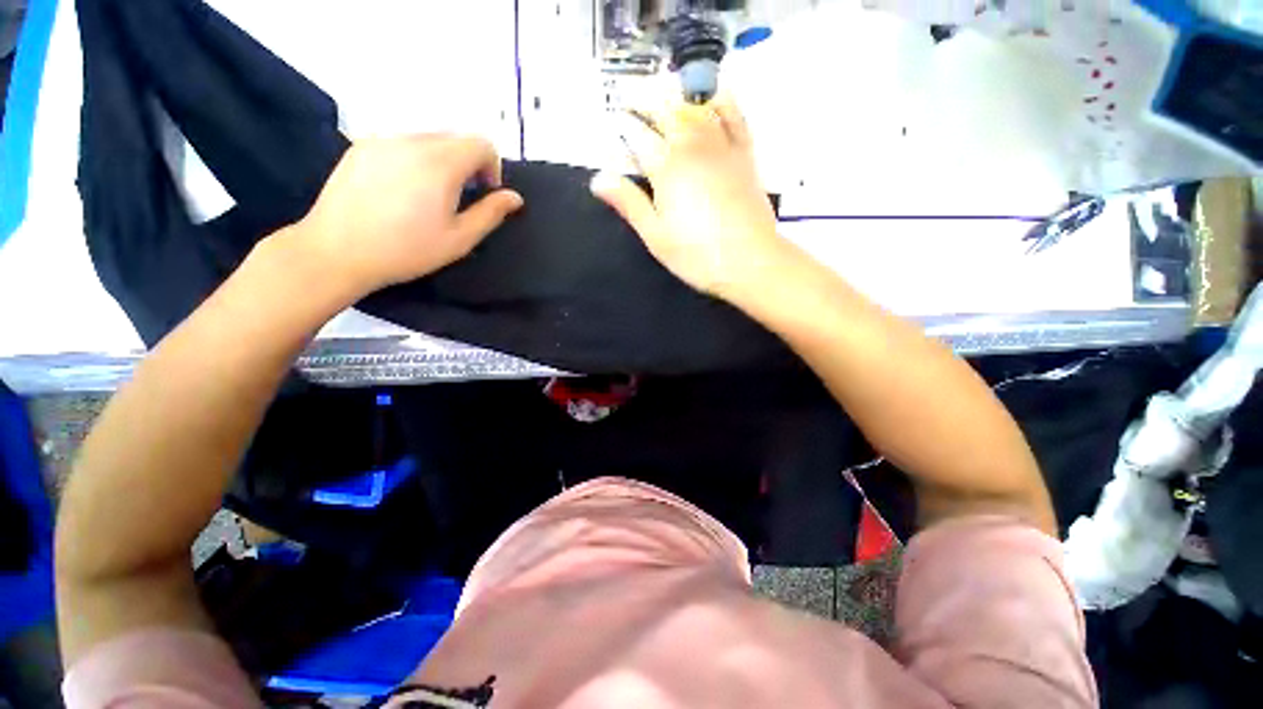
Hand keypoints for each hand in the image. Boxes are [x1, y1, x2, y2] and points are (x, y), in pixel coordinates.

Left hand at [293, 134, 522, 296]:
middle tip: (460, 197)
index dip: (492, 167)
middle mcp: (412, 141)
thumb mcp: (459, 239)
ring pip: (427, 138)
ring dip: (442, 160)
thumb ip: (491, 213)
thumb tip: (514, 197)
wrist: (337, 251)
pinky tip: (402, 189)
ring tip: (430, 194)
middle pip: (455, 137)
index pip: (481, 143)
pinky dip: (414, 158)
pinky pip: (400, 142)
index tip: (484, 193)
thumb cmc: (407, 250)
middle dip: (468, 163)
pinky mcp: (361, 147)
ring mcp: (383, 140)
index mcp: (440, 163)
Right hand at [591, 94, 782, 297]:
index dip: (623, 125)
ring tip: (663, 92)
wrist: (750, 261)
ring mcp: (722, 148)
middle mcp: (693, 147)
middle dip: (645, 101)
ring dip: (677, 96)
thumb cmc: (697, 255)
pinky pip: (735, 117)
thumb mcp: (656, 236)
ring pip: (697, 109)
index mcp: (667, 169)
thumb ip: (629, 203)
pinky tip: (715, 95)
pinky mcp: (745, 156)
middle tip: (630, 97)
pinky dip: (723, 102)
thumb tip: (598, 178)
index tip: (612, 119)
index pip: (639, 136)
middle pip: (666, 113)